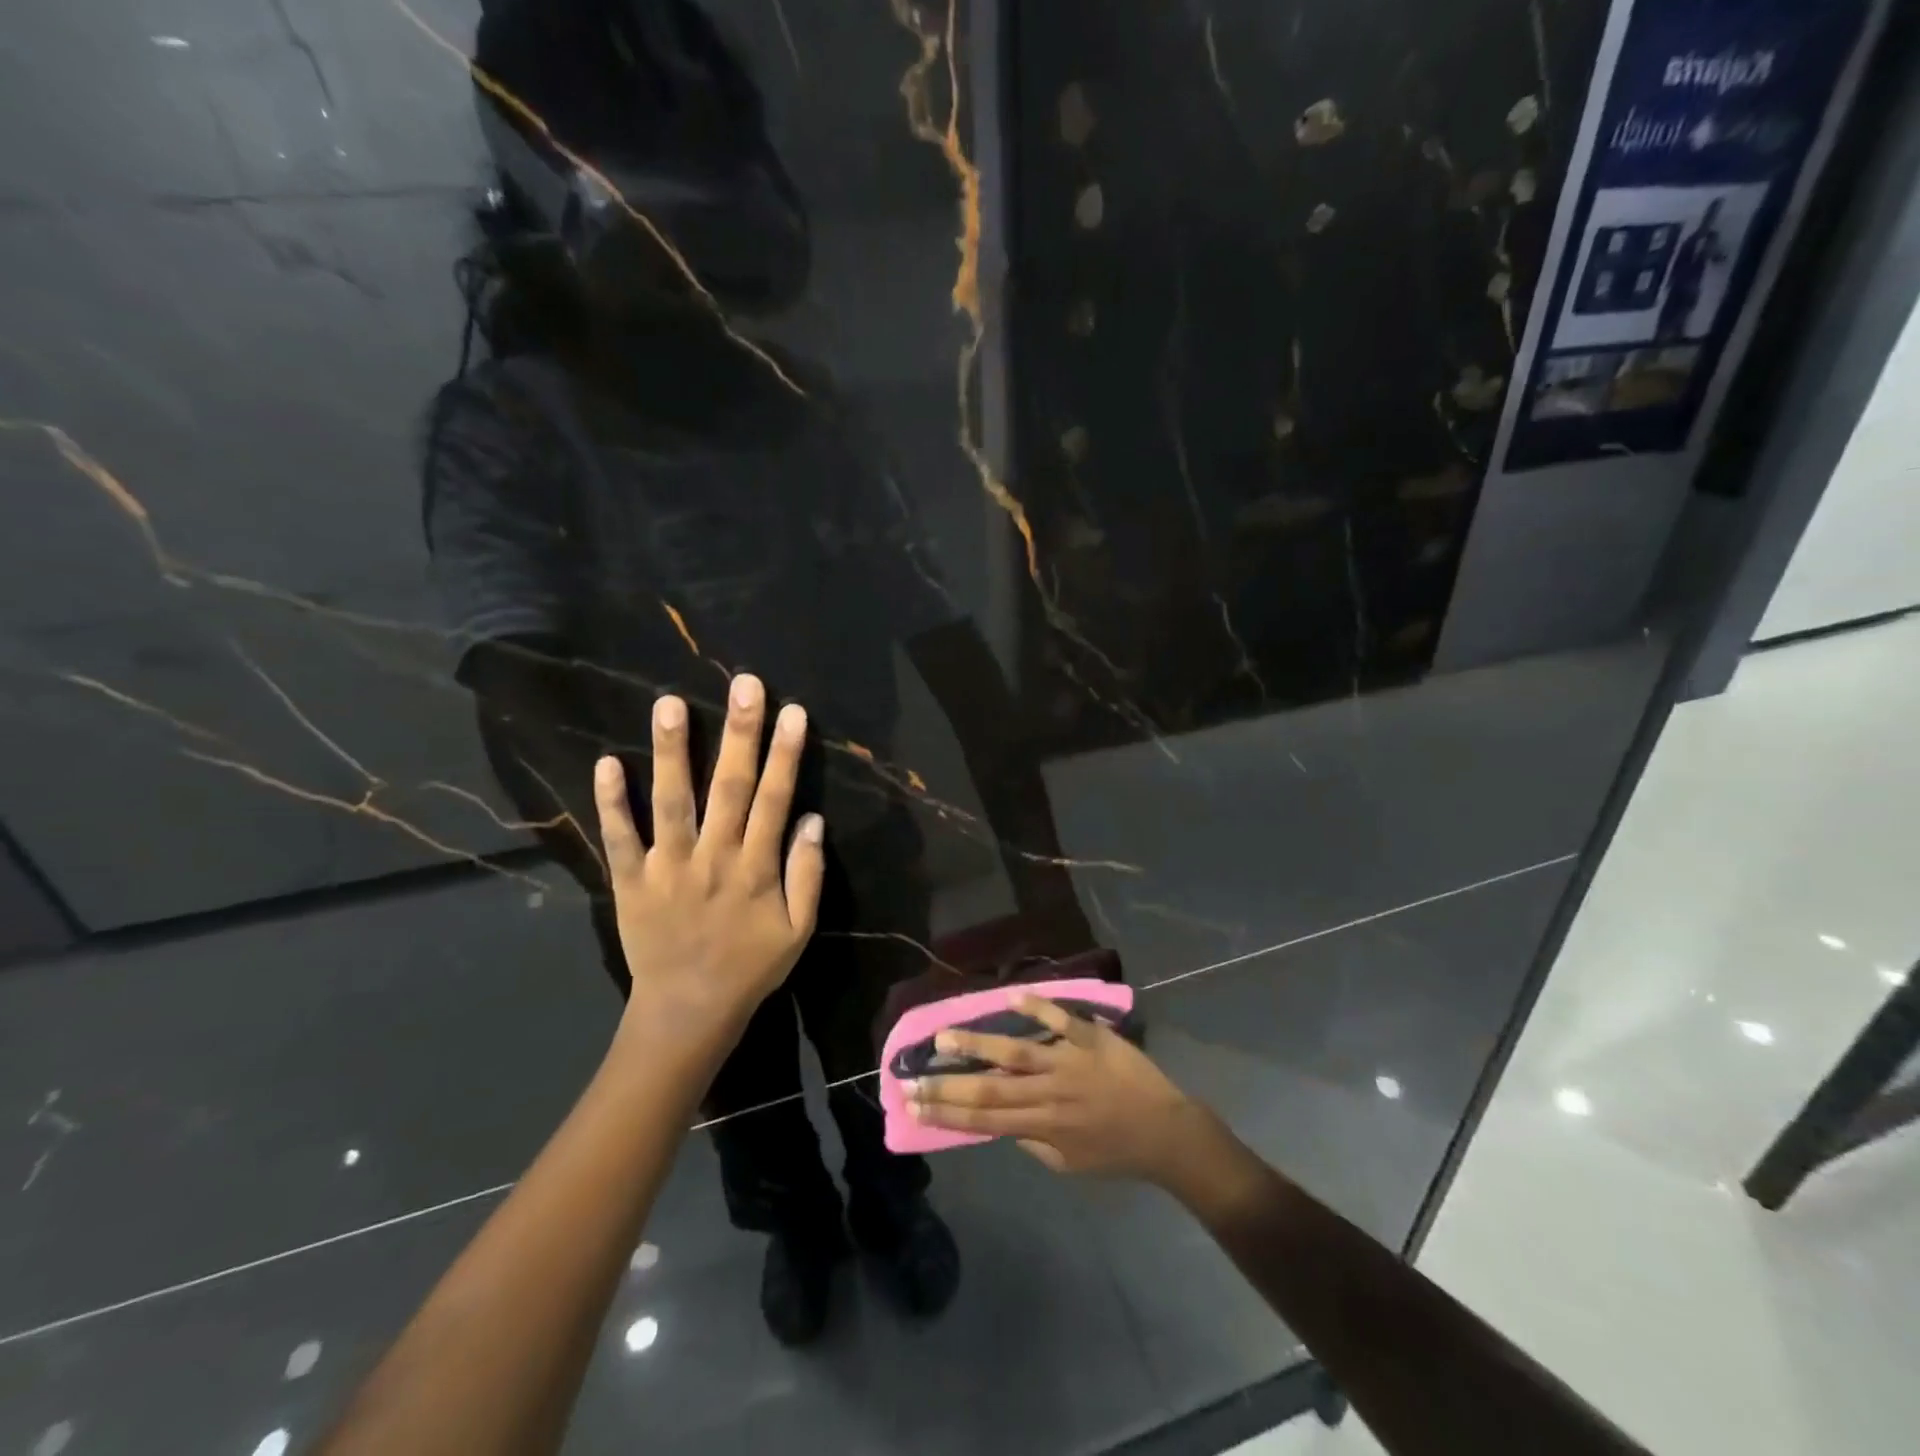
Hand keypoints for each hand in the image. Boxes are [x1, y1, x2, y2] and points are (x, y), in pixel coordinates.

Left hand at [596, 674, 824, 1050]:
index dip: (785, 754)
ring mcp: (668, 867)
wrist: (688, 1012)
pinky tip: (608, 762)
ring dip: (672, 752)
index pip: (775, 799)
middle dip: (740, 734)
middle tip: (744, 685)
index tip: (792, 712)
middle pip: (729, 787)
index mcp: (756, 868)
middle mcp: (714, 858)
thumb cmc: (750, 967)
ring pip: (672, 802)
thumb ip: (808, 875)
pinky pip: (620, 838)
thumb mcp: (798, 930)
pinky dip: (612, 803)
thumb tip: (813, 820)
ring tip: (669, 703)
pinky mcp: (632, 881)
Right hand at [908, 996, 1206, 1182]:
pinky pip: (1061, 1020)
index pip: (983, 1118)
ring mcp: (1068, 1062)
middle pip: (988, 1088)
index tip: (914, 1103)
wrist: (1167, 1133)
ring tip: (943, 1036)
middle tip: (910, 1076)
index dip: (946, 1111)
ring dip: (977, 1043)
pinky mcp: (1090, 1038)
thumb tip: (1001, 1121)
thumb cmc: (1116, 1152)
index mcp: (1041, 1125)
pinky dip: (1037, 1007)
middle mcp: (1047, 1093)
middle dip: (945, 1084)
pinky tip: (1012, 996)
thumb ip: (1033, 1143)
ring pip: (1015, 1052)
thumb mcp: (1069, 1164)